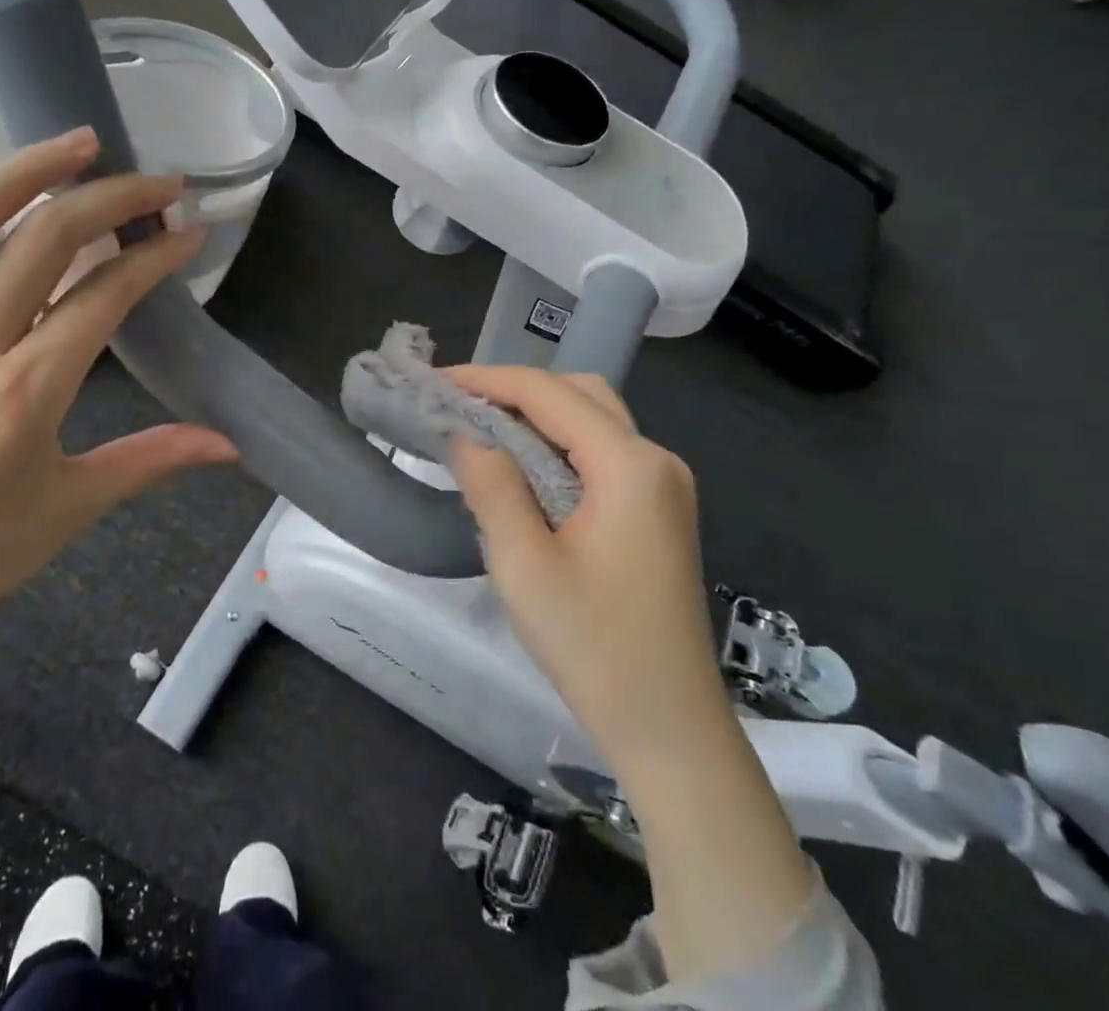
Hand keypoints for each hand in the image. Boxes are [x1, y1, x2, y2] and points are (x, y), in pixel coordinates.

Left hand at [0, 130, 236, 716]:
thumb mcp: (68, 512)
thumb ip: (151, 461)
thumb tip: (229, 443)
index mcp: (23, 396)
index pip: (105, 298)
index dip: (157, 258)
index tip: (193, 236)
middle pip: (44, 245)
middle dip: (111, 200)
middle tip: (158, 180)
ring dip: (17, 177)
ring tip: (73, 145)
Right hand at [449, 367, 813, 984]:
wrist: (671, 729)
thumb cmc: (594, 648)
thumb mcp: (524, 566)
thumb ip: (492, 487)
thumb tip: (467, 435)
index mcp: (630, 465)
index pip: (550, 394)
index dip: (489, 380)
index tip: (437, 381)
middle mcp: (656, 460)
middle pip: (580, 394)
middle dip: (517, 390)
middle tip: (459, 405)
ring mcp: (664, 485)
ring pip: (594, 421)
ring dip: (539, 416)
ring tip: (482, 429)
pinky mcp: (659, 510)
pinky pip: (603, 454)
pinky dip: (560, 445)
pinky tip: (524, 467)